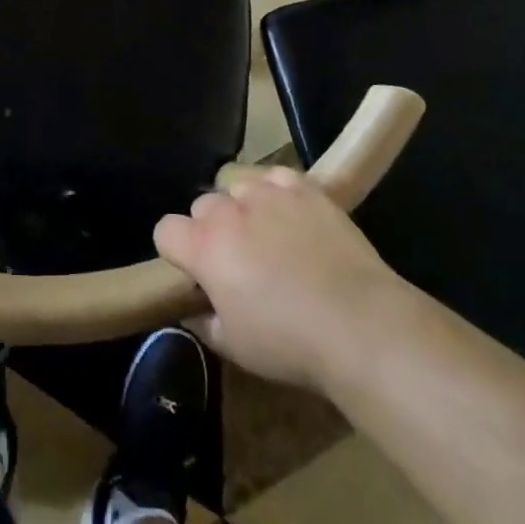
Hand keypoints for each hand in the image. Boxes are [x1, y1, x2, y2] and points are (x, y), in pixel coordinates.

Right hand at [154, 167, 410, 394]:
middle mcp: (229, 211)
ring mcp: (268, 193)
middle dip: (211, 228)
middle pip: (202, 205)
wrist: (359, 324)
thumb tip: (194, 308)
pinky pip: (275, 177)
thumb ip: (204, 321)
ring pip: (237, 185)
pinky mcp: (303, 187)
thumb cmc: (290, 343)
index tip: (194, 271)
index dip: (176, 250)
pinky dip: (277, 192)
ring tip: (267, 234)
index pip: (165, 230)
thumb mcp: (234, 346)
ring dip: (243, 207)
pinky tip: (292, 215)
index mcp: (204, 248)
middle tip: (237, 260)